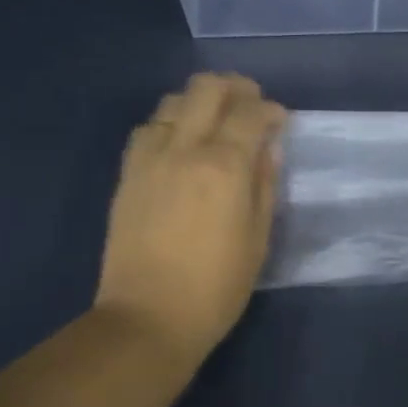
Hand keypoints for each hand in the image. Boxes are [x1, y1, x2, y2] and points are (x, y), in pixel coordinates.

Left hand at [94, 73, 287, 363]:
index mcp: (224, 167)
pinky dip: (169, 124)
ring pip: (173, 102)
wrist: (148, 318)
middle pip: (206, 88)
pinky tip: (180, 145)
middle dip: (235, 88)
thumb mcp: (258, 240)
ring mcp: (149, 158)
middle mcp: (184, 149)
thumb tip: (267, 149)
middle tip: (249, 106)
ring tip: (214, 124)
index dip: (271, 110)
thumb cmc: (216, 288)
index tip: (280, 121)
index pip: (250, 113)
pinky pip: (148, 128)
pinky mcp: (127, 174)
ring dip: (199, 103)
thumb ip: (265, 185)